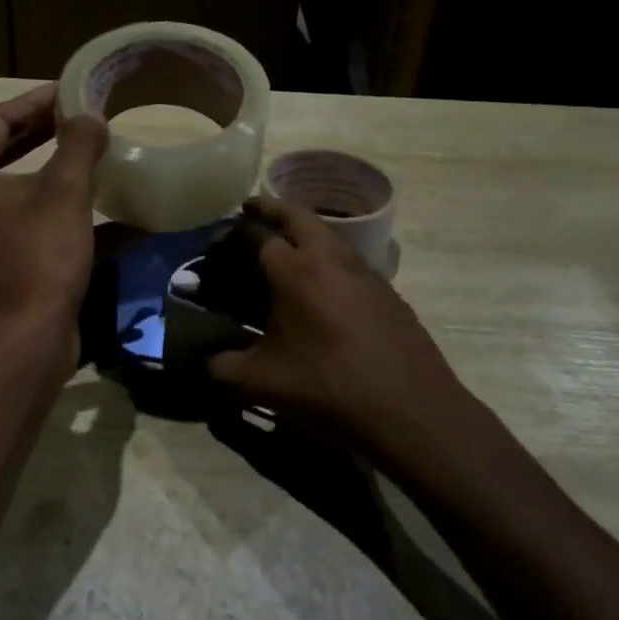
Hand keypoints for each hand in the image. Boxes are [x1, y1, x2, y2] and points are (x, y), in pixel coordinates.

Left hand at [0, 83, 107, 338]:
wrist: (27, 340)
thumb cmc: (39, 256)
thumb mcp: (65, 191)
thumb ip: (78, 143)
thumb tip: (90, 117)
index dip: (35, 101)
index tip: (70, 92)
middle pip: (1, 151)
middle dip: (42, 132)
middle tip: (79, 117)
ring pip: (15, 186)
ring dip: (52, 169)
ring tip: (88, 152)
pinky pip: (25, 219)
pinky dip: (57, 209)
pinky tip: (102, 210)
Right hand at [209, 198, 468, 446]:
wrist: (412, 411)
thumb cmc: (329, 388)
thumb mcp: (263, 383)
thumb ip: (223, 368)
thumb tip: (206, 362)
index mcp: (295, 271)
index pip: (255, 234)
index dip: (232, 232)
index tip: (217, 238)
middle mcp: (329, 258)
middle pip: (296, 215)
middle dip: (270, 208)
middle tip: (250, 211)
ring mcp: (364, 272)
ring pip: (327, 233)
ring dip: (302, 228)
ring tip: (283, 245)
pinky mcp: (387, 291)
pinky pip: (347, 258)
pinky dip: (326, 255)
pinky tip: (321, 286)